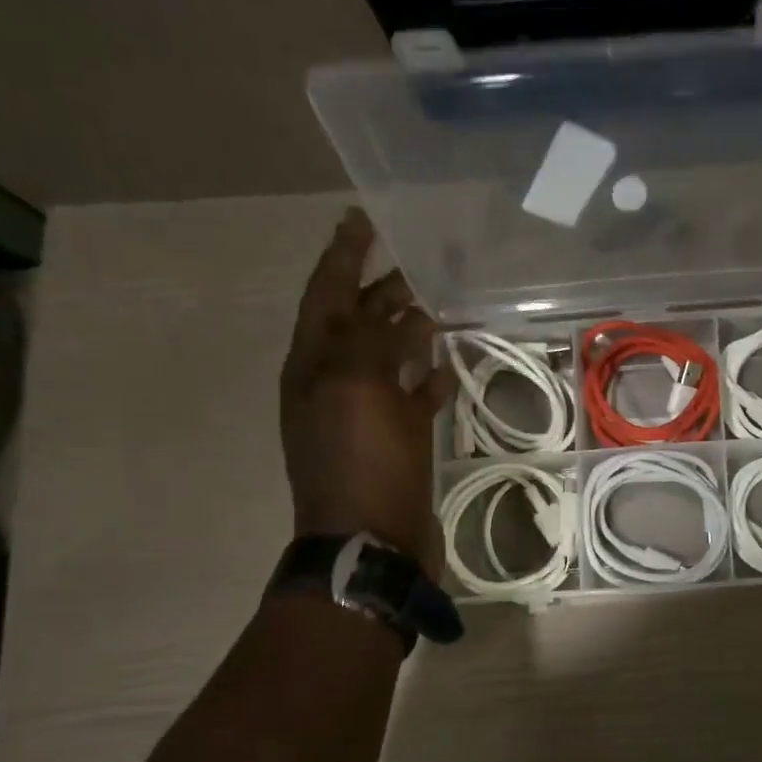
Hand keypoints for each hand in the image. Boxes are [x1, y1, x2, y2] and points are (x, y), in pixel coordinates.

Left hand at [280, 209, 453, 570]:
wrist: (371, 542)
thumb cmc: (361, 463)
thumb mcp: (357, 389)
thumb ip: (372, 339)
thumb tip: (402, 313)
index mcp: (313, 364)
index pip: (325, 293)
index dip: (343, 254)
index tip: (362, 218)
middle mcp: (332, 383)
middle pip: (357, 322)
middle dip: (381, 289)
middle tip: (419, 261)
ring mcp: (363, 415)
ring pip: (386, 359)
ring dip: (408, 331)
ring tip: (440, 306)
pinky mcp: (394, 443)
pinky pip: (409, 399)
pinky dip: (426, 379)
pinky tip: (448, 367)